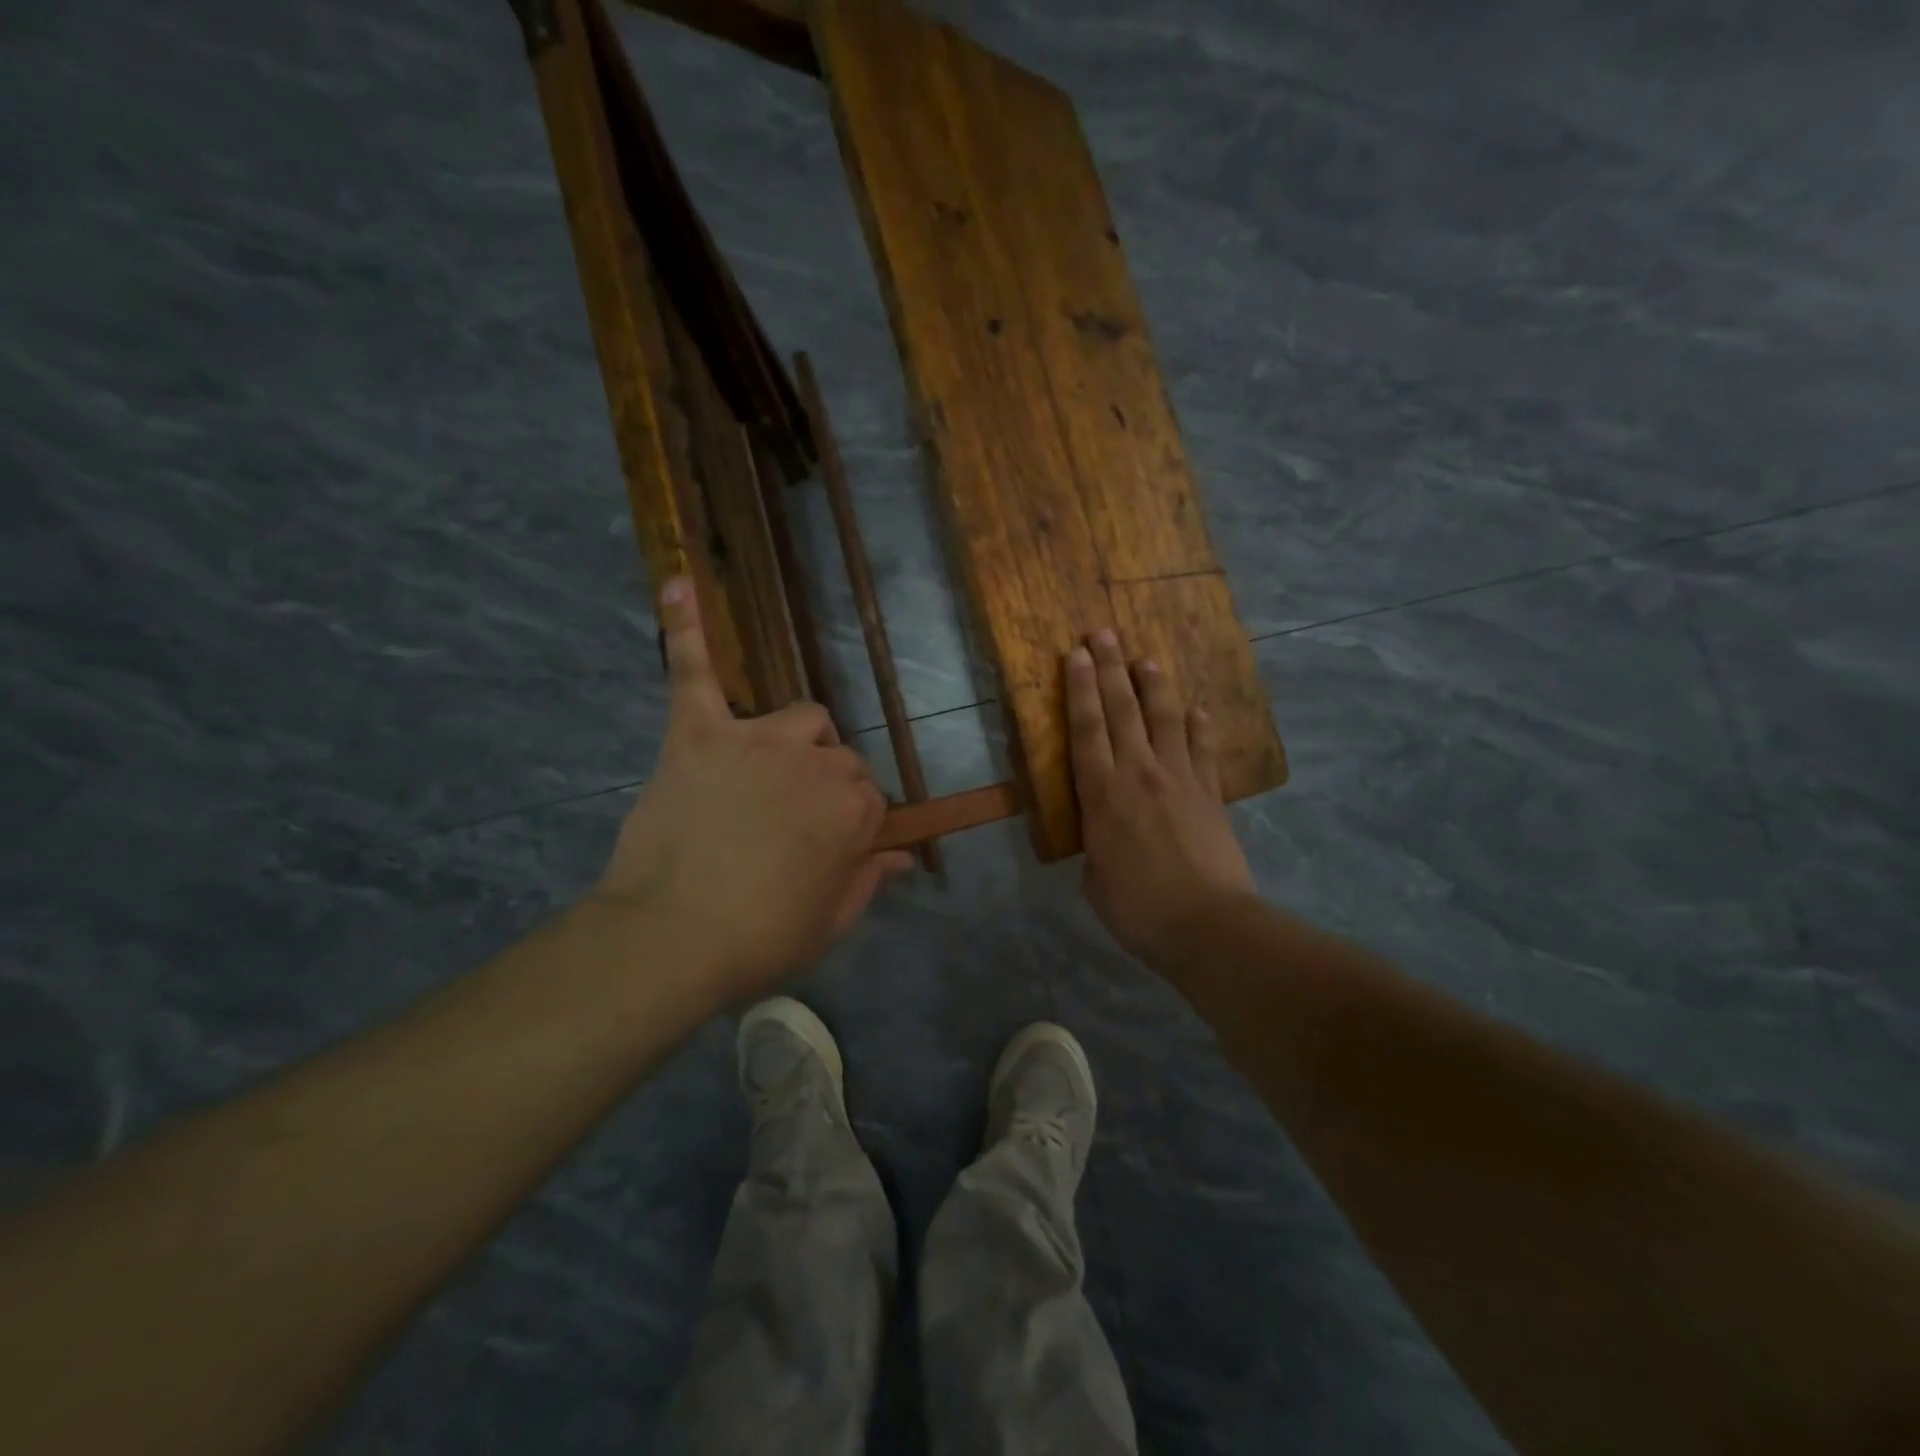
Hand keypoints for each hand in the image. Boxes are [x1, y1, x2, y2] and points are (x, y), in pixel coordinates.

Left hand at [592, 578, 913, 1002]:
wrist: (670, 939)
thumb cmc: (758, 939)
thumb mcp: (830, 922)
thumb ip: (871, 880)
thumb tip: (903, 855)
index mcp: (854, 808)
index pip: (870, 796)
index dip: (848, 824)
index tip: (826, 849)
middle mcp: (817, 763)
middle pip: (838, 757)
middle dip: (824, 787)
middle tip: (787, 827)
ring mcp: (757, 741)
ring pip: (799, 717)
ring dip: (793, 741)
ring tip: (765, 771)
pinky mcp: (699, 734)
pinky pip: (694, 671)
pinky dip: (687, 629)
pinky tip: (677, 583)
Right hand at [1067, 629, 1255, 963]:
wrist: (1207, 925)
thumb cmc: (1137, 908)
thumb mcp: (1095, 878)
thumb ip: (1096, 844)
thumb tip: (1104, 835)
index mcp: (1102, 794)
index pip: (1086, 729)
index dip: (1079, 688)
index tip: (1075, 654)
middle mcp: (1140, 773)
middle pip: (1123, 709)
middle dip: (1110, 668)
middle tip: (1102, 633)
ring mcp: (1180, 778)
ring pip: (1165, 718)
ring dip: (1154, 685)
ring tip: (1146, 659)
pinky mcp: (1210, 793)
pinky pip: (1203, 747)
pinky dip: (1199, 724)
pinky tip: (1197, 707)